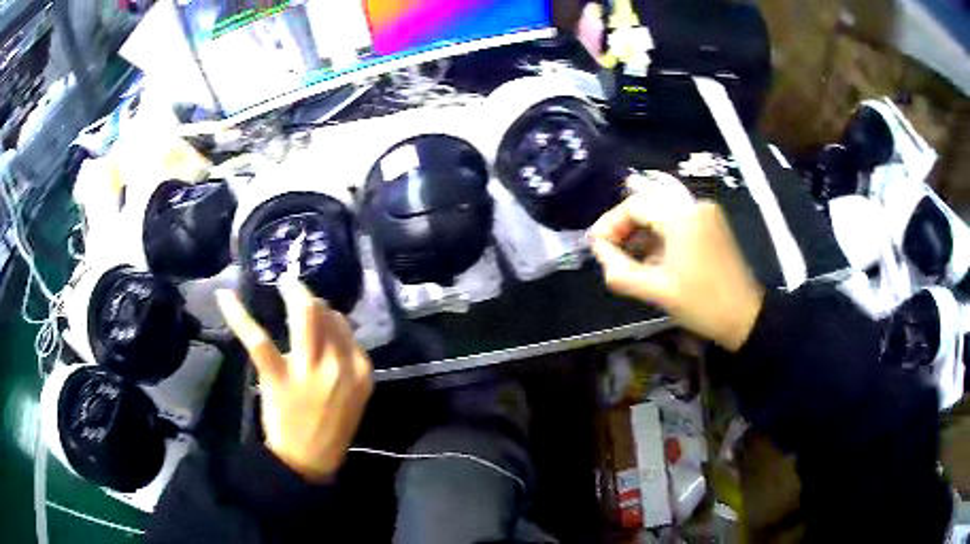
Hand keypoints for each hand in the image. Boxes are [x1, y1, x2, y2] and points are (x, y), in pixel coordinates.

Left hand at [216, 280, 372, 481]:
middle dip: (310, 297)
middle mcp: (338, 364)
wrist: (309, 462)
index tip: (316, 312)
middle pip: (326, 314)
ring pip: (304, 316)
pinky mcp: (279, 377)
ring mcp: (309, 370)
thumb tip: (330, 330)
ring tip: (284, 282)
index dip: (328, 313)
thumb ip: (346, 363)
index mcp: (359, 370)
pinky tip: (225, 297)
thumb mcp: (353, 397)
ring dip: (293, 292)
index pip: (344, 325)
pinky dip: (239, 315)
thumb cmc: (331, 430)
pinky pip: (258, 339)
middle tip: (295, 290)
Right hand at [589, 181, 764, 350]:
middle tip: (609, 253)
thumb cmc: (702, 306)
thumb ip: (619, 270)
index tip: (596, 246)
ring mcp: (707, 213)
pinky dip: (660, 235)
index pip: (635, 205)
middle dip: (624, 227)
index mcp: (682, 217)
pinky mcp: (713, 224)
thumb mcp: (657, 291)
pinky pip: (677, 221)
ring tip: (628, 259)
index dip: (610, 223)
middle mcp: (695, 205)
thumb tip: (598, 249)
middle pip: (648, 205)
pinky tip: (653, 258)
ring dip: (642, 232)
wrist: (745, 318)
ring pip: (662, 213)